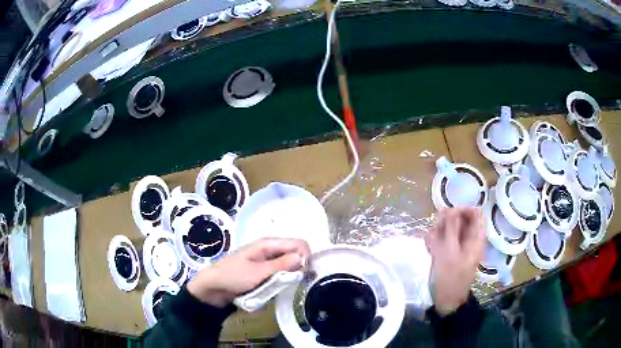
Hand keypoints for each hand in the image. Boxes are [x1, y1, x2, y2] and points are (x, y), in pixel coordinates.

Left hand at [187, 238, 310, 306]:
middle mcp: (270, 249)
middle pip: (295, 253)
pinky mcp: (264, 271)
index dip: (306, 256)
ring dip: (290, 275)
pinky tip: (278, 287)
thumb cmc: (233, 276)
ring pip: (288, 264)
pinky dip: (281, 279)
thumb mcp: (258, 272)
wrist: (213, 287)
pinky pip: (280, 272)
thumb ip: (281, 265)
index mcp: (268, 243)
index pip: (298, 243)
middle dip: (299, 266)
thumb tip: (304, 257)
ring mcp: (267, 261)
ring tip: (285, 286)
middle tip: (295, 282)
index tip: (305, 273)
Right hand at [427, 207, 484, 315]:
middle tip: (438, 234)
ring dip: (437, 233)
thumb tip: (448, 209)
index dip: (461, 210)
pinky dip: (433, 242)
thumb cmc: (452, 278)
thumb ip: (450, 229)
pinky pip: (439, 238)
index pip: (473, 212)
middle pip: (458, 218)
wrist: (446, 300)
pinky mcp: (447, 250)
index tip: (447, 216)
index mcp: (476, 236)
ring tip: (433, 246)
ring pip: (446, 227)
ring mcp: (456, 244)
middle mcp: (467, 237)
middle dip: (445, 223)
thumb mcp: (451, 253)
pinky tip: (430, 251)